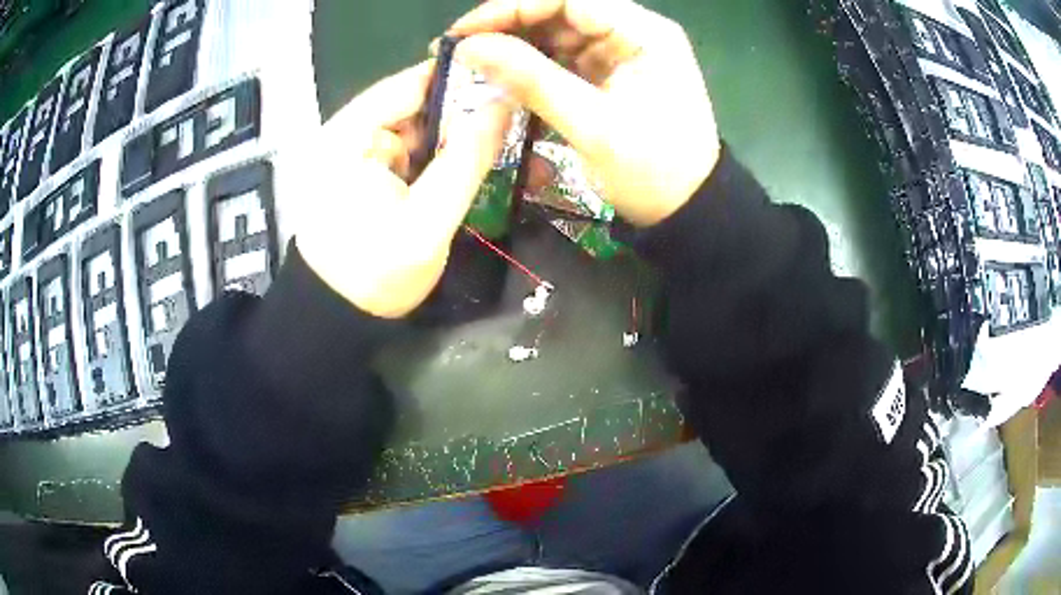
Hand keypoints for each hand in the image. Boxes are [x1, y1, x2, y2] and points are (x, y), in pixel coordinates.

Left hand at [288, 61, 512, 318]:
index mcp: (350, 135)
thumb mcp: (428, 221)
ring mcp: (356, 153)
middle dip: (467, 117)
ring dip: (458, 141)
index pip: (413, 83)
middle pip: (418, 105)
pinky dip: (441, 160)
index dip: (464, 81)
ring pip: (419, 130)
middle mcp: (348, 132)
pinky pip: (411, 153)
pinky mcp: (365, 172)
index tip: (512, 89)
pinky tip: (472, 169)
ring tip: (504, 151)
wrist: (336, 317)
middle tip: (517, 127)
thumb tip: (504, 103)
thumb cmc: (374, 276)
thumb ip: (467, 159)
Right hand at [449, 0, 719, 226]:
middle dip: (510, 27)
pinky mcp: (613, 74)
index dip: (512, 7)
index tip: (465, 31)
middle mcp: (635, 32)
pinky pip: (565, 59)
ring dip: (518, 48)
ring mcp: (624, 53)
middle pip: (562, 12)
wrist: (689, 211)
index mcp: (644, 33)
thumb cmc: (652, 171)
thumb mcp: (591, 125)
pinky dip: (534, 68)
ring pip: (559, 35)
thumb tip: (469, 47)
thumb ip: (530, 79)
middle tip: (462, 49)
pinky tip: (505, 79)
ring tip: (475, 66)